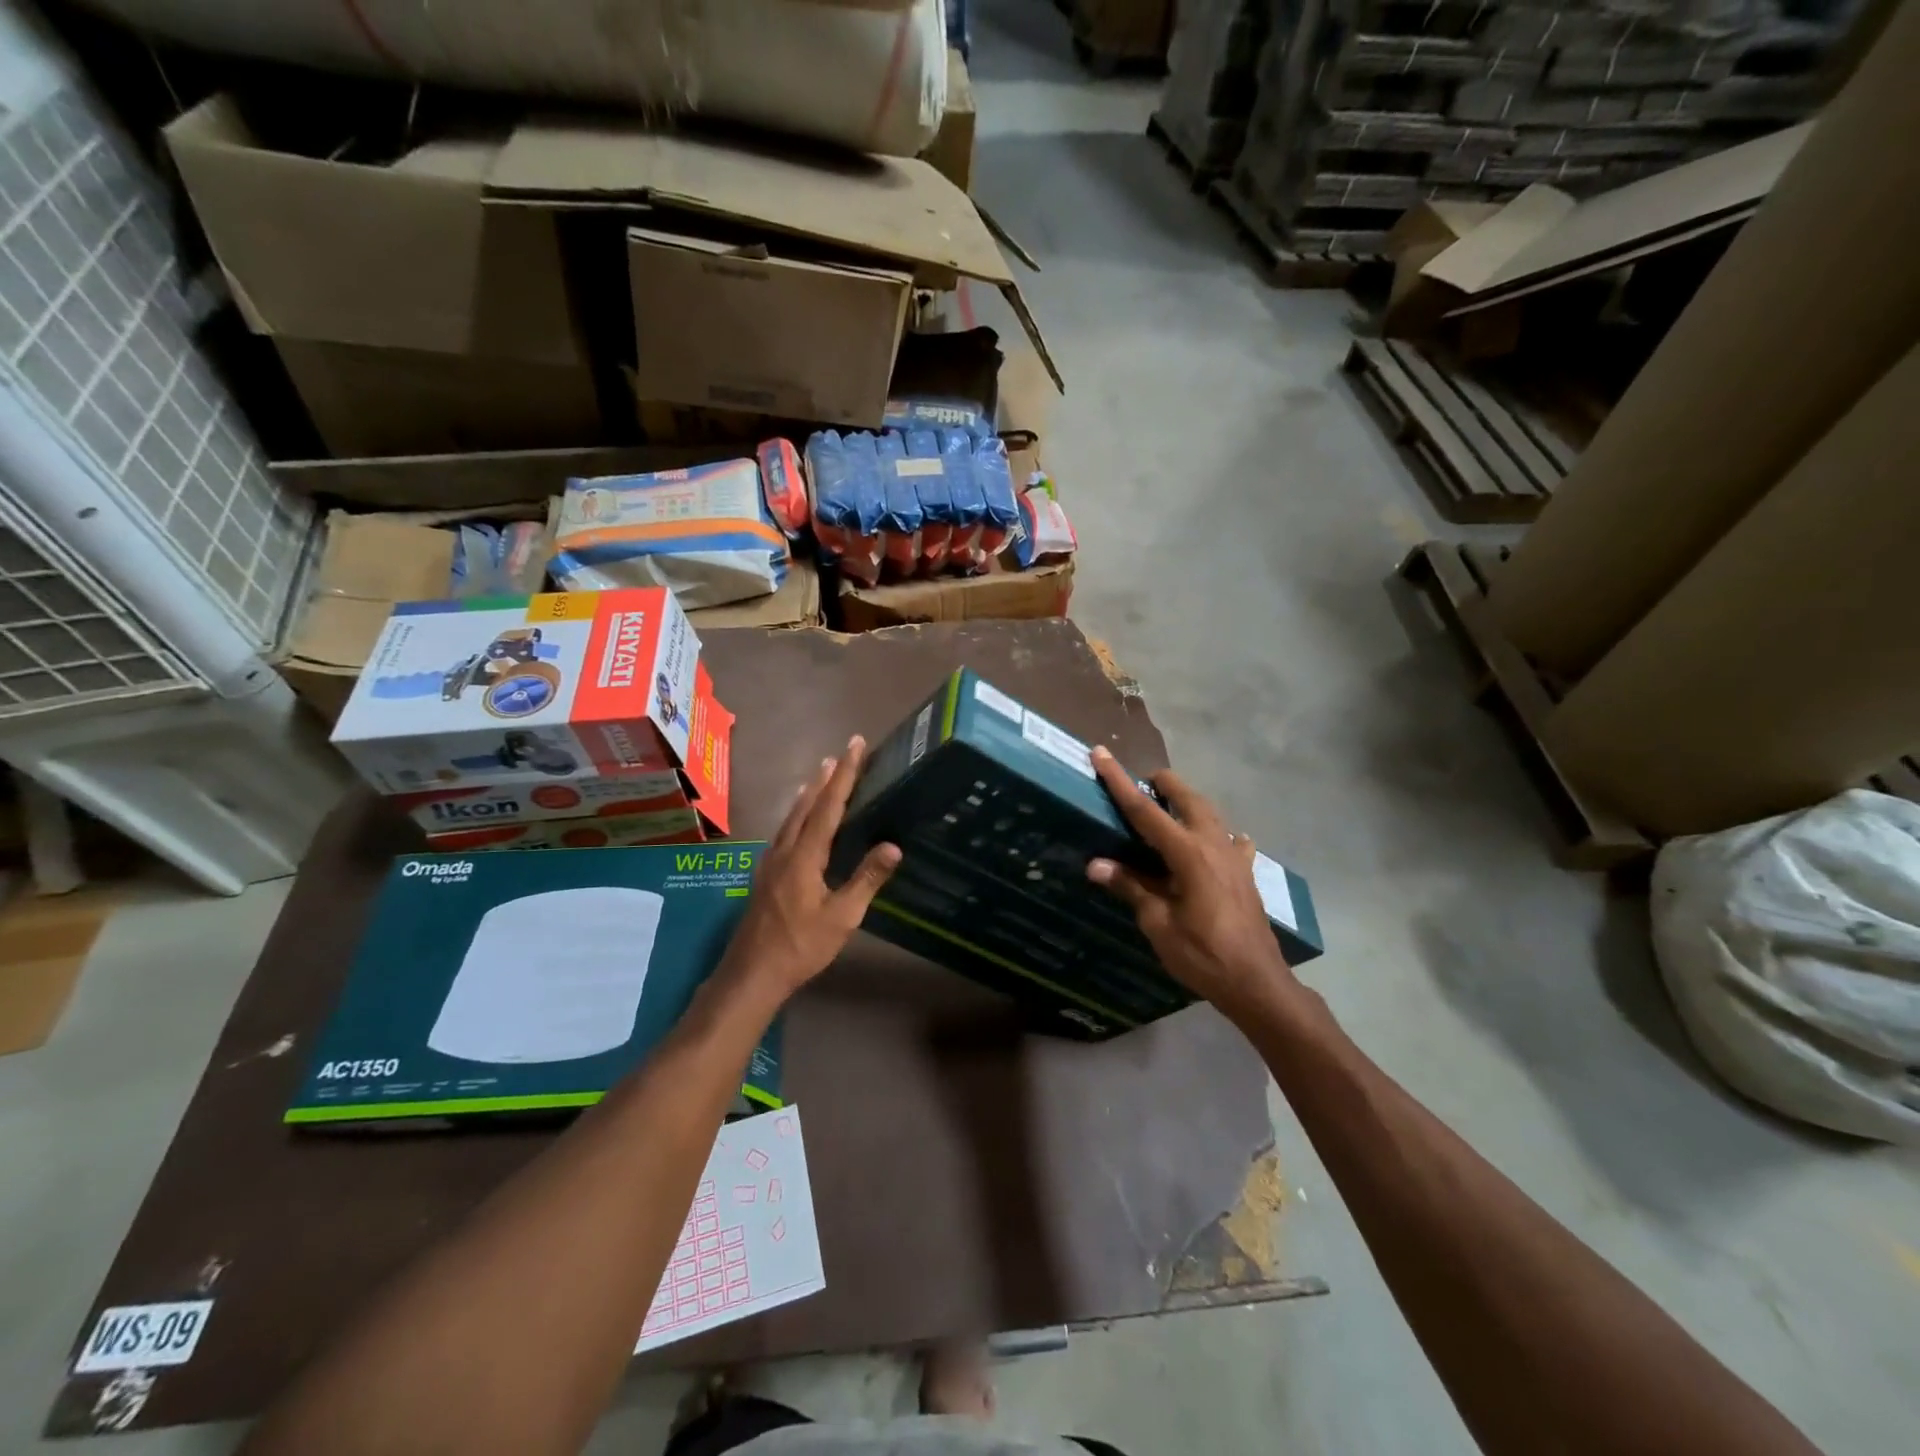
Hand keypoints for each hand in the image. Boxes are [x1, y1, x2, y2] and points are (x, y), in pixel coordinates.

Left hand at [719, 736, 900, 1000]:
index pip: (829, 805)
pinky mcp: (765, 876)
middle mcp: (784, 850)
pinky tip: (799, 821)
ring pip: (791, 817)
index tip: (854, 746)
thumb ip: (866, 879)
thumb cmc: (801, 946)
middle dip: (826, 777)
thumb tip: (894, 846)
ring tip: (820, 775)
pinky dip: (798, 814)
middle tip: (840, 753)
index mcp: (804, 856)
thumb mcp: (842, 917)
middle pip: (806, 805)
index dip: (844, 774)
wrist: (751, 974)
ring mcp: (770, 863)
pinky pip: (784, 832)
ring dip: (809, 794)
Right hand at [1085, 746, 1293, 1021]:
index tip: (1101, 754)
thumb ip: (1131, 888)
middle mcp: (1214, 844)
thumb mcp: (1159, 924)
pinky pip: (1230, 840)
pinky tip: (1215, 842)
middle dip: (1162, 784)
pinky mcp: (1245, 872)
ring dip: (1186, 802)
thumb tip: (1096, 865)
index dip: (1119, 781)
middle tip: (1141, 784)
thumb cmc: (1203, 955)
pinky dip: (1215, 833)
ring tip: (1167, 807)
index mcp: (1188, 853)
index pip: (1145, 810)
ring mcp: (1235, 856)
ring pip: (1210, 813)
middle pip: (1186, 798)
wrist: (1257, 982)